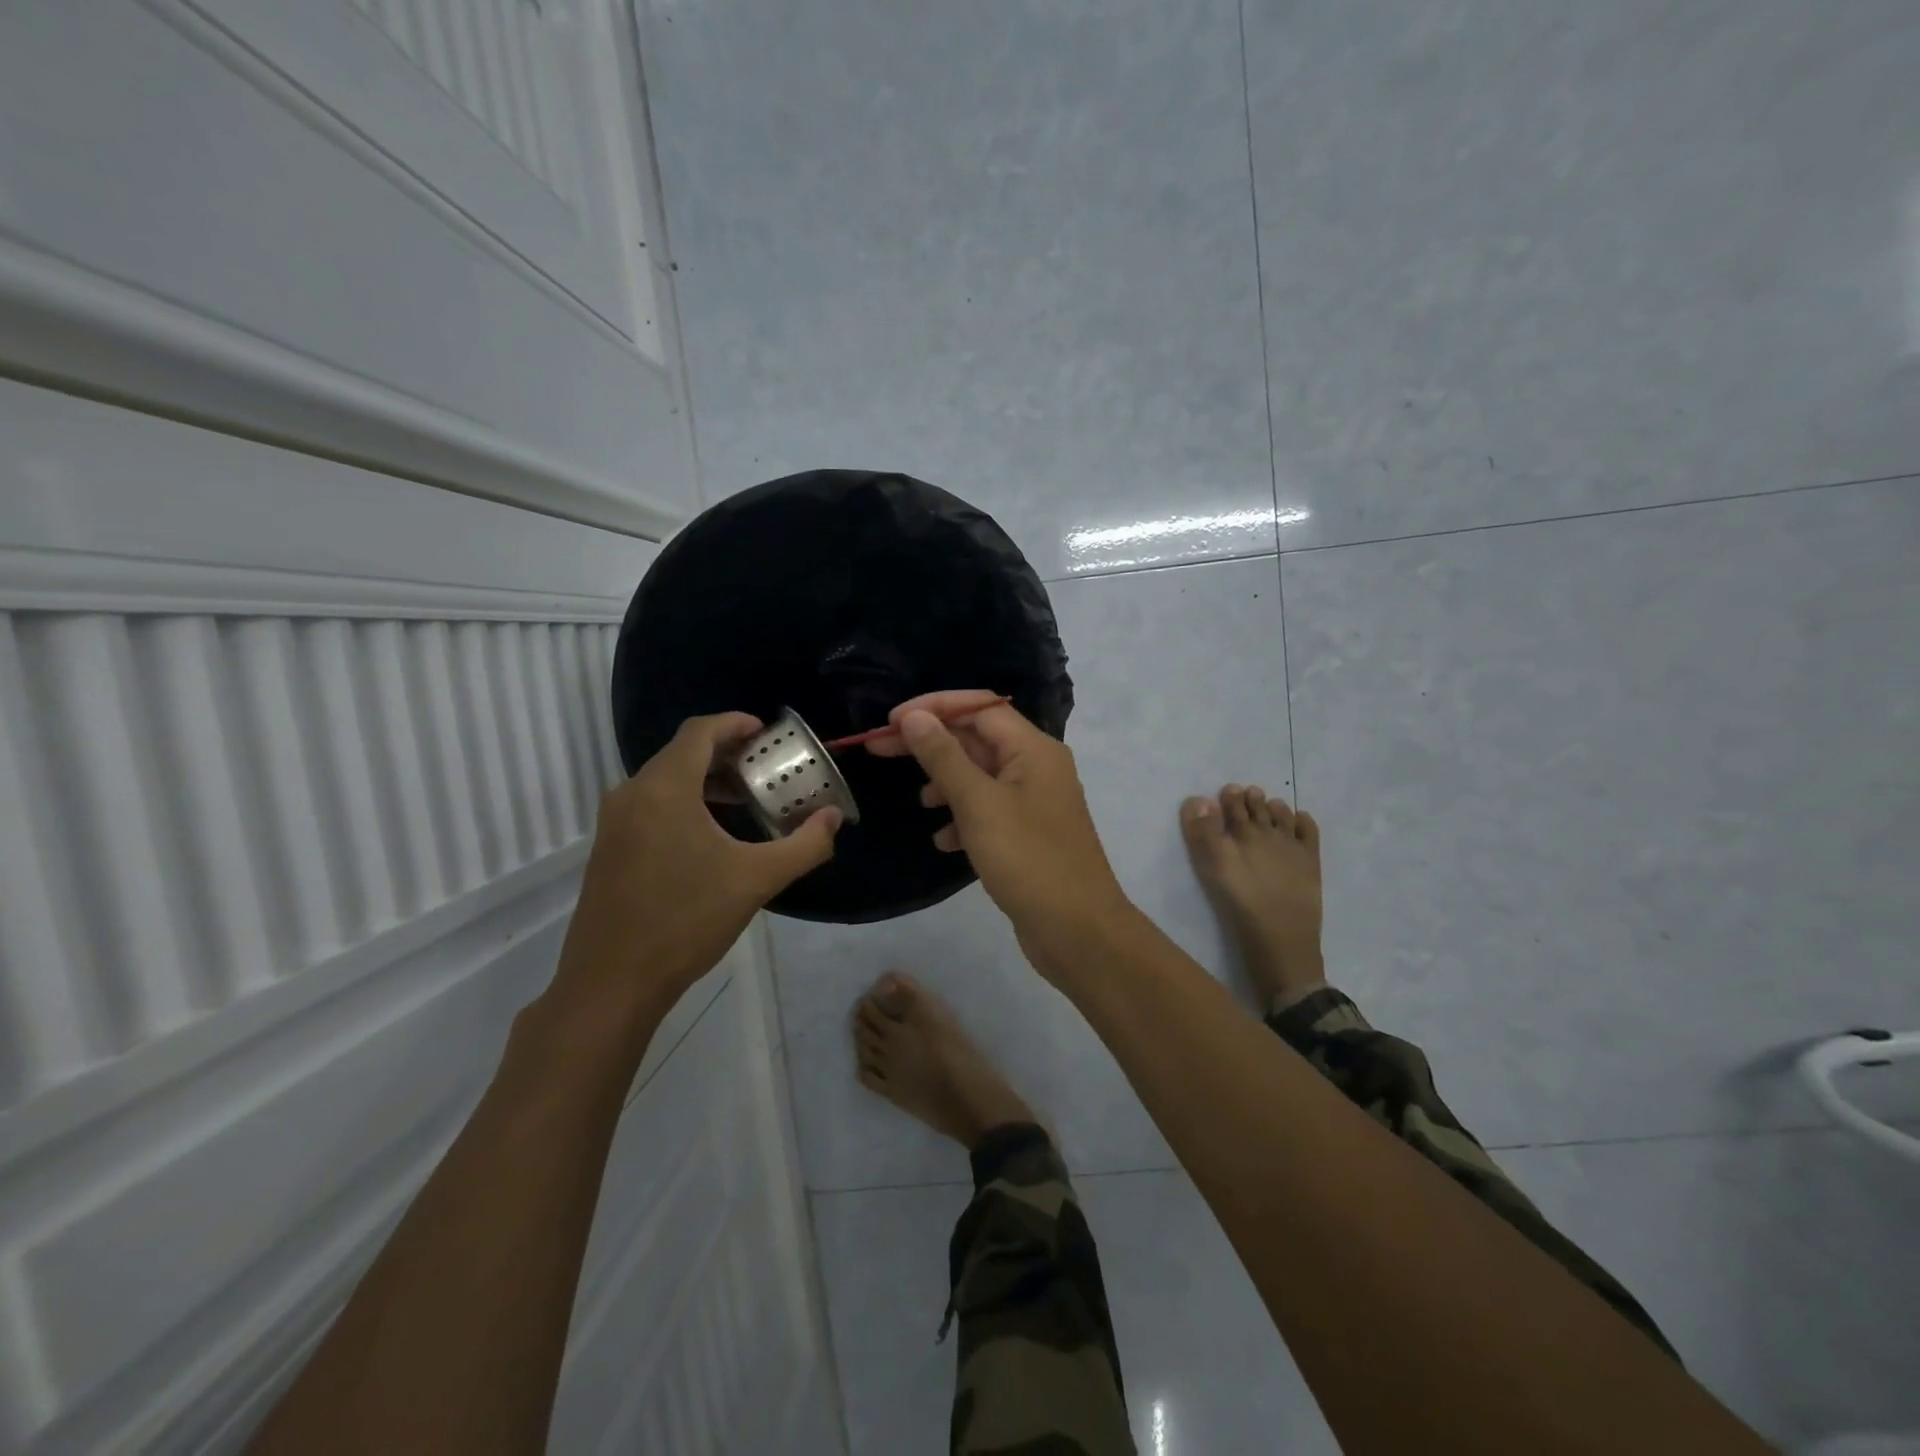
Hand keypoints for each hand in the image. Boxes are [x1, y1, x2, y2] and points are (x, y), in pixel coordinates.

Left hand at [549, 713, 841, 1027]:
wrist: (611, 982)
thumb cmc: (685, 921)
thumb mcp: (756, 880)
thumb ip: (804, 845)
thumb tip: (834, 818)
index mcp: (664, 789)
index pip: (699, 732)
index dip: (734, 723)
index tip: (766, 733)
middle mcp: (632, 794)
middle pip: (681, 752)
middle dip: (725, 752)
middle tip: (765, 766)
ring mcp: (614, 822)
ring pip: (664, 779)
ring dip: (705, 779)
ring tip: (745, 798)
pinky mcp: (609, 848)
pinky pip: (651, 804)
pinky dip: (684, 801)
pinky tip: (711, 834)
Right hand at [868, 690, 1134, 977]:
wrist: (1078, 931)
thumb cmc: (1028, 860)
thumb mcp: (979, 804)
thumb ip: (944, 757)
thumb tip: (914, 717)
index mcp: (1033, 749)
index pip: (979, 707)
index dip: (934, 707)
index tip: (891, 721)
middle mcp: (1038, 767)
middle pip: (978, 739)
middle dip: (932, 744)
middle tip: (880, 749)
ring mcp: (1036, 802)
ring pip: (981, 776)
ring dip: (947, 782)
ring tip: (920, 801)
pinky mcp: (1030, 833)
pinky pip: (990, 810)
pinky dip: (964, 817)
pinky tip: (945, 841)